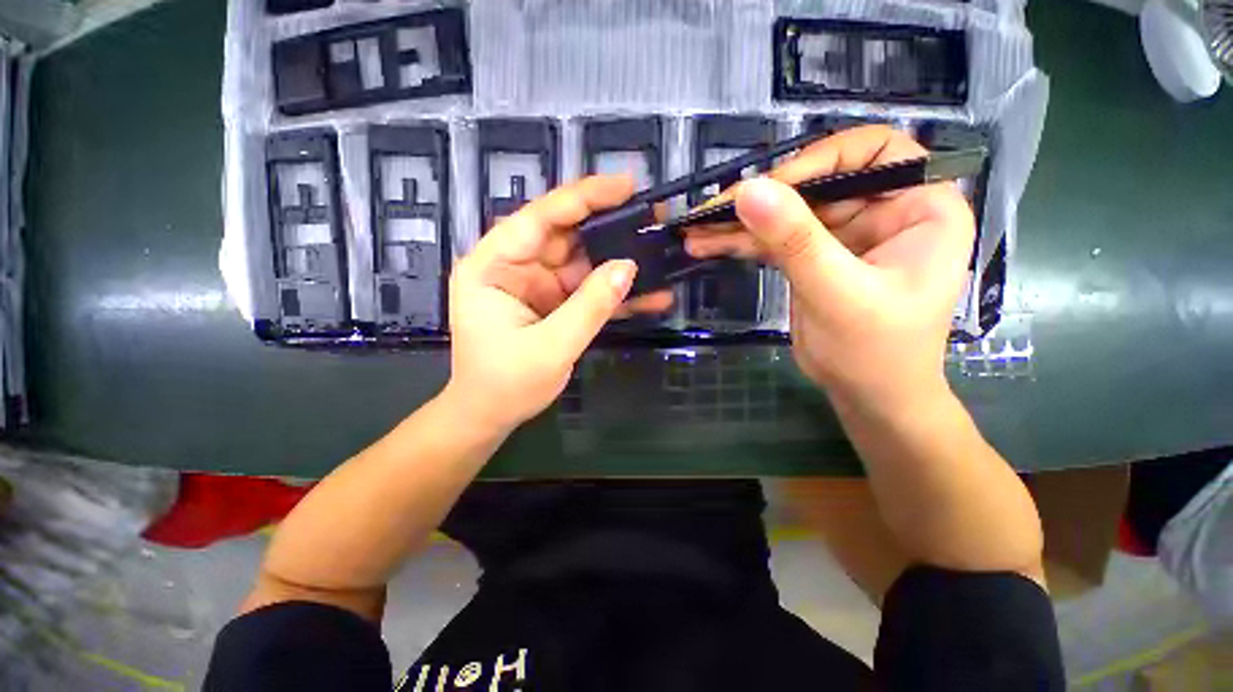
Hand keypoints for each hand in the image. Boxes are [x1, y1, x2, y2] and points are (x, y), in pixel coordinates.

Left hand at [443, 175, 672, 431]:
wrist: (491, 415)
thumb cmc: (505, 384)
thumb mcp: (550, 347)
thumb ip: (589, 307)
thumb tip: (628, 267)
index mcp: (492, 266)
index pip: (539, 219)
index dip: (582, 197)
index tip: (625, 185)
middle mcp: (514, 267)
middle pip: (566, 235)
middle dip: (609, 227)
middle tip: (653, 216)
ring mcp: (538, 285)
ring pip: (584, 262)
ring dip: (619, 261)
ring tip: (660, 252)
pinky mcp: (555, 303)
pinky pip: (589, 290)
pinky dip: (615, 293)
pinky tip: (649, 294)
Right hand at [688, 126, 974, 405]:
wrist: (867, 396)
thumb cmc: (875, 352)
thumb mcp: (837, 293)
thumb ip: (795, 241)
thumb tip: (748, 191)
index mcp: (919, 207)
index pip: (871, 153)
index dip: (819, 161)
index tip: (770, 189)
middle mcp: (882, 212)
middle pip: (815, 185)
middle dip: (761, 200)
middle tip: (710, 212)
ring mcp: (843, 236)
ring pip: (786, 214)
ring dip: (739, 224)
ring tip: (696, 231)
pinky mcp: (812, 258)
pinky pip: (773, 241)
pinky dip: (741, 244)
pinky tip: (708, 245)